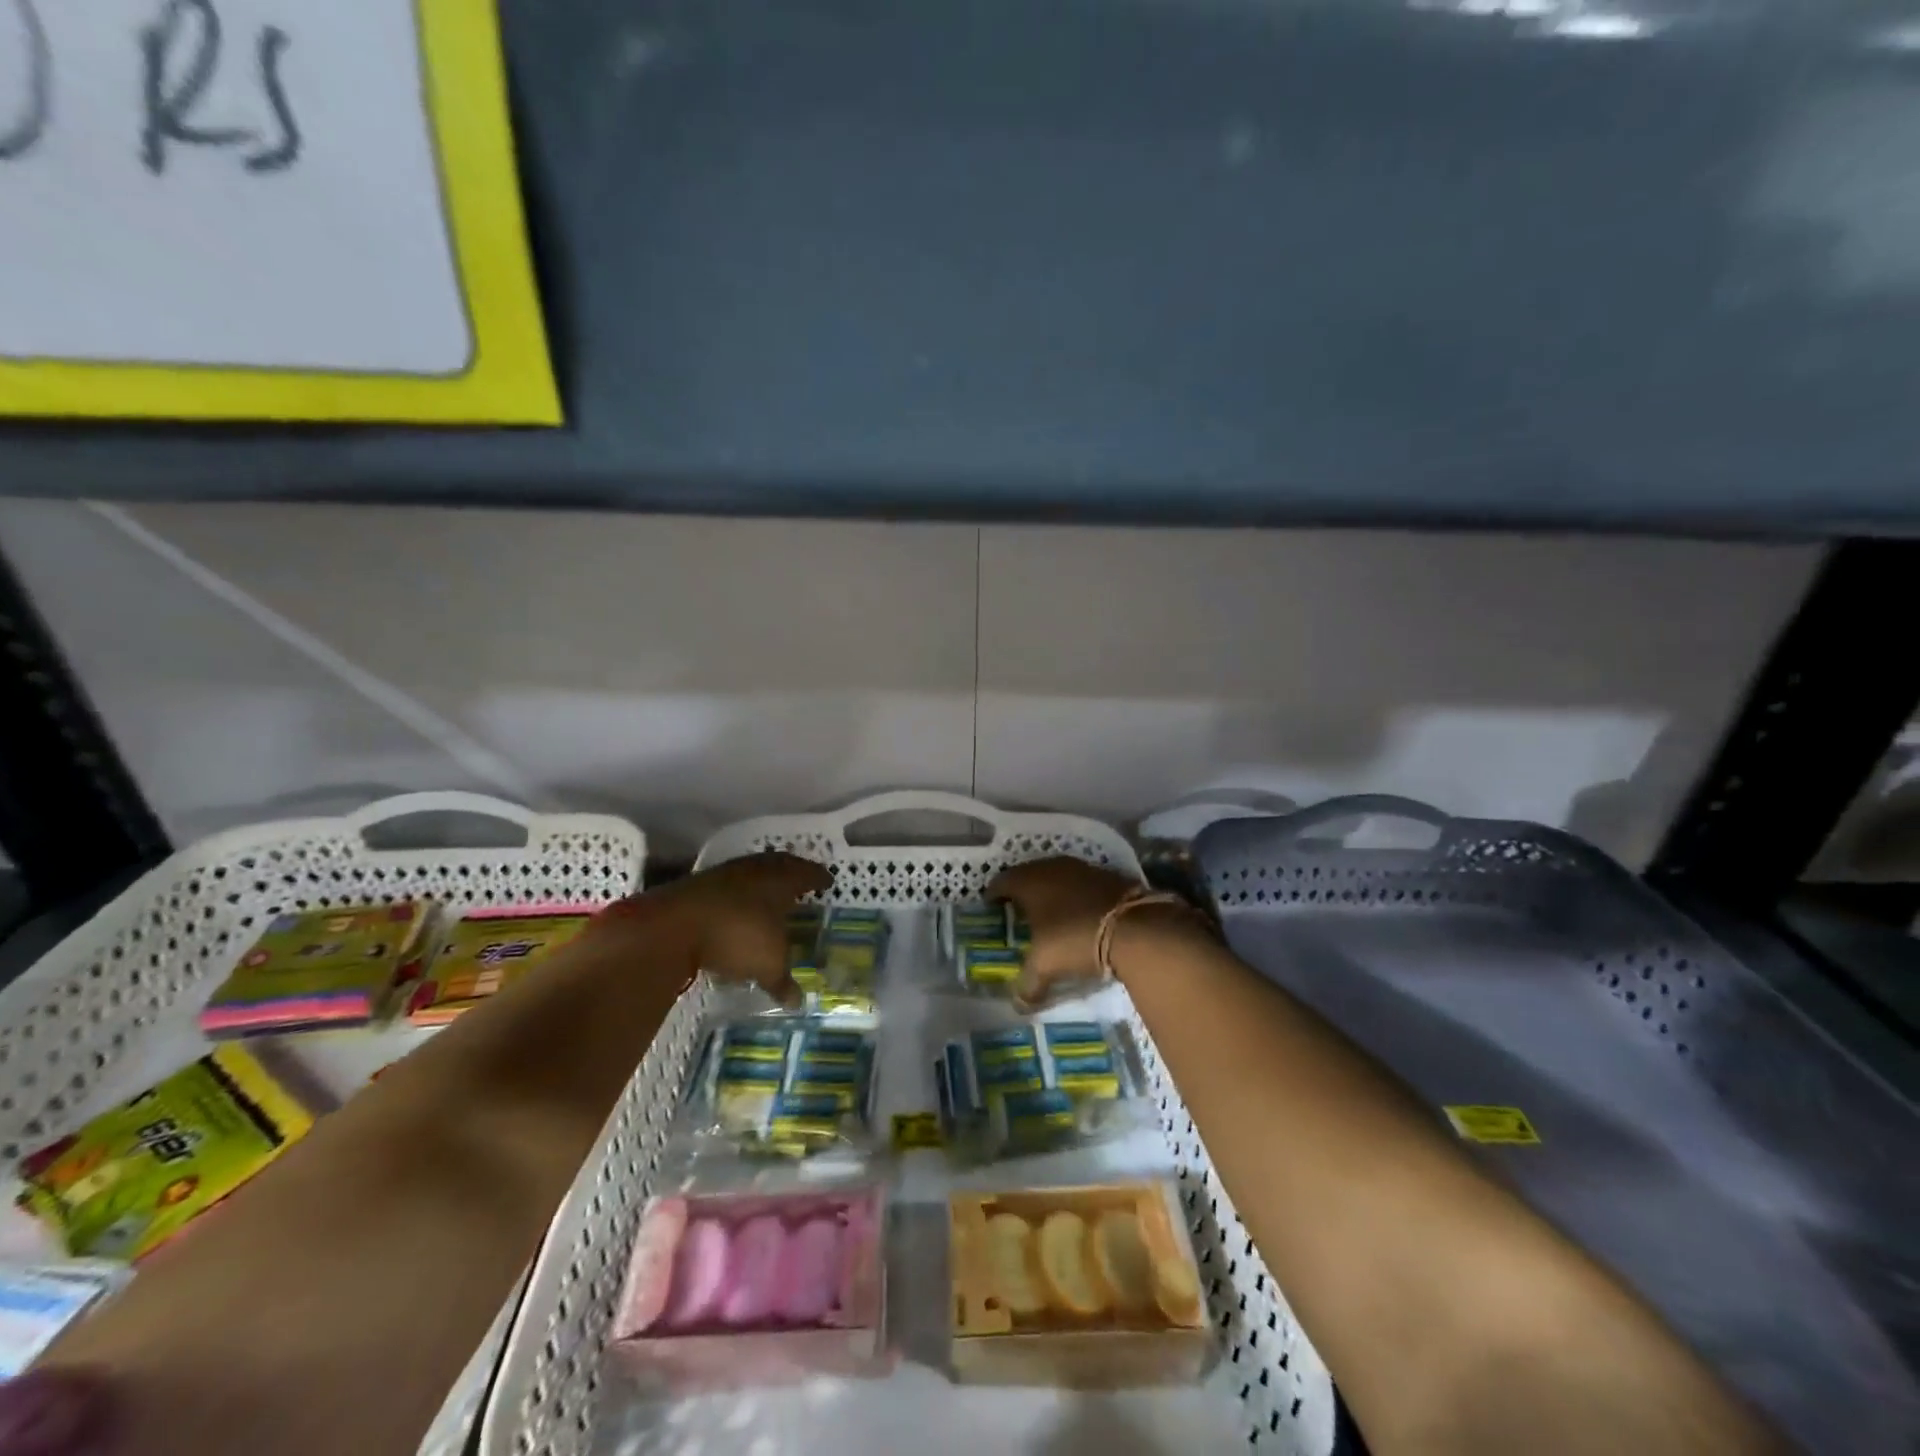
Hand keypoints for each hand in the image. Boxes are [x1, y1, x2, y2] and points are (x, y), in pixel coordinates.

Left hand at [595, 852, 831, 997]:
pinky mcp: (697, 885)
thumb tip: (797, 1002)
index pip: (806, 873)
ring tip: (768, 894)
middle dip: (791, 872)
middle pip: (779, 865)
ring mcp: (724, 875)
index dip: (818, 877)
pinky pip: (727, 886)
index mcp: (781, 880)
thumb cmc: (737, 936)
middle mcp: (755, 870)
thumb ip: (782, 981)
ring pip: (751, 873)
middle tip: (801, 880)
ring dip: (761, 882)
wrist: (674, 925)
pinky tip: (735, 909)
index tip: (827, 880)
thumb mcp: (767, 964)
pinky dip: (736, 895)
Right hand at [986, 856, 1139, 1002]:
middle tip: (1018, 909)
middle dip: (1022, 890)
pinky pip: (1082, 882)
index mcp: (1029, 882)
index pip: (1001, 882)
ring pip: (1057, 875)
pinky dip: (1076, 893)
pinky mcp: (1107, 874)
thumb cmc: (1075, 939)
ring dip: (1051, 890)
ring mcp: (1082, 868)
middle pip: (1029, 874)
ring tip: (1049, 911)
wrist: (1134, 927)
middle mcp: (1052, 867)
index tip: (990, 906)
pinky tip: (1080, 911)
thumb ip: (1028, 983)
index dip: (993, 894)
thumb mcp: (1046, 966)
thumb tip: (1018, 1004)